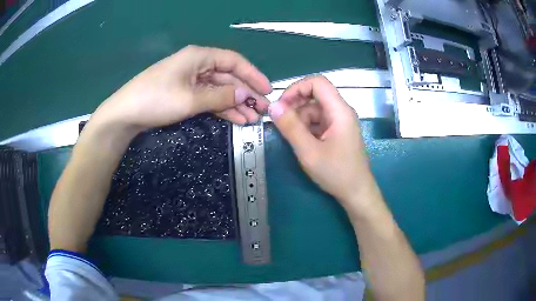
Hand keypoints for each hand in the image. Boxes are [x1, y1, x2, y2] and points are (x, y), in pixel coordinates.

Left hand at [91, 45, 271, 131]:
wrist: (125, 114)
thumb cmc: (156, 100)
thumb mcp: (190, 99)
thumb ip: (220, 96)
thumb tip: (246, 94)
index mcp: (199, 57)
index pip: (234, 61)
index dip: (252, 75)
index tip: (267, 90)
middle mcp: (197, 64)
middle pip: (228, 77)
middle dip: (245, 93)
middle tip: (262, 110)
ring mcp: (190, 80)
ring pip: (219, 89)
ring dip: (235, 103)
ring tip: (251, 119)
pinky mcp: (184, 93)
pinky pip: (208, 98)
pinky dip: (221, 108)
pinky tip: (235, 118)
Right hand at [268, 76, 372, 208]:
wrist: (356, 192)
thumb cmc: (336, 173)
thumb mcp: (309, 151)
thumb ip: (290, 127)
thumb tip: (273, 106)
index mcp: (339, 111)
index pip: (317, 83)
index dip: (297, 88)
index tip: (281, 104)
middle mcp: (342, 111)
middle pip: (315, 95)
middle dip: (295, 105)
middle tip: (281, 122)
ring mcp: (340, 122)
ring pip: (315, 109)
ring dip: (300, 118)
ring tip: (292, 137)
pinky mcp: (338, 131)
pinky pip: (319, 121)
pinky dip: (307, 127)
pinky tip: (301, 141)